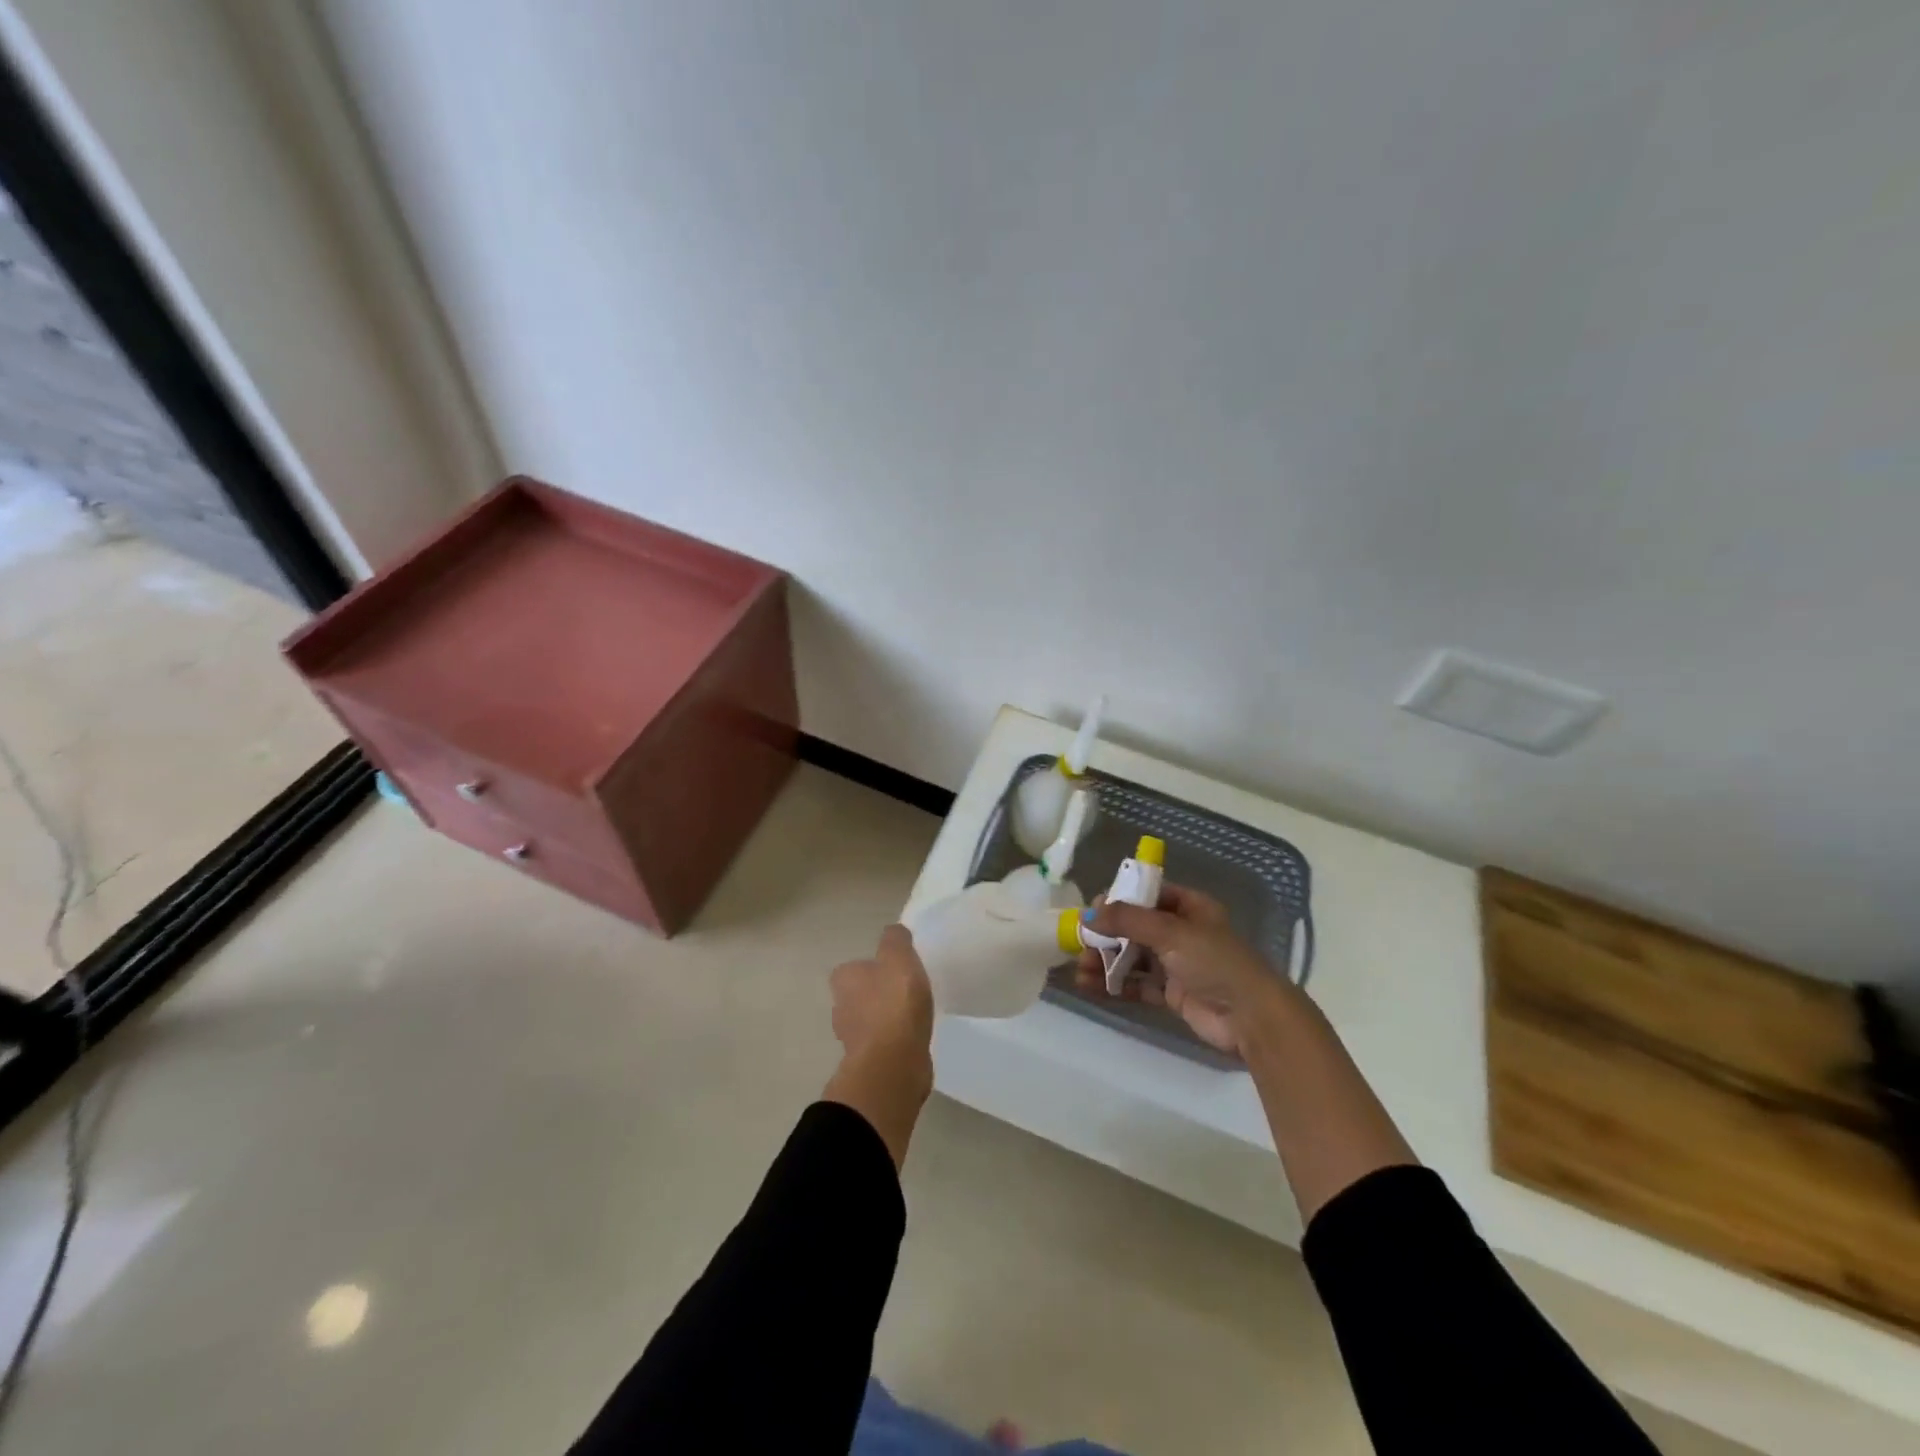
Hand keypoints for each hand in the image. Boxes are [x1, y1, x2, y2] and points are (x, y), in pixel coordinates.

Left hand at [830, 923, 934, 1070]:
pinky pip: (882, 1044)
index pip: (854, 968)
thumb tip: (893, 932)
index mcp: (844, 979)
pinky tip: (912, 1038)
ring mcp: (852, 1039)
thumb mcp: (899, 957)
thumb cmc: (894, 1003)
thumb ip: (895, 940)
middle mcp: (840, 1007)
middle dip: (877, 994)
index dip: (873, 968)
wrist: (894, 1063)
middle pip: (858, 995)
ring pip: (869, 1021)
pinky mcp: (868, 1062)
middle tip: (905, 992)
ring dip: (885, 1019)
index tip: (895, 971)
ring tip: (912, 1016)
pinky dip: (894, 1041)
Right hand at [1075, 883, 1291, 1055]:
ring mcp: (1177, 964)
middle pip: (1136, 928)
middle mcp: (1182, 932)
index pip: (1149, 895)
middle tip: (1079, 942)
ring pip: (1133, 956)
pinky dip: (1114, 984)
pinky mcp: (1172, 993)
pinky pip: (1136, 983)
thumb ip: (1128, 920)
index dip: (1120, 900)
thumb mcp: (1170, 932)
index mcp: (1190, 908)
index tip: (1092, 910)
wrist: (1250, 1017)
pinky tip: (1090, 985)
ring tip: (1080, 968)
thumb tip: (1088, 914)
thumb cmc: (1214, 961)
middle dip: (1107, 934)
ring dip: (1106, 960)